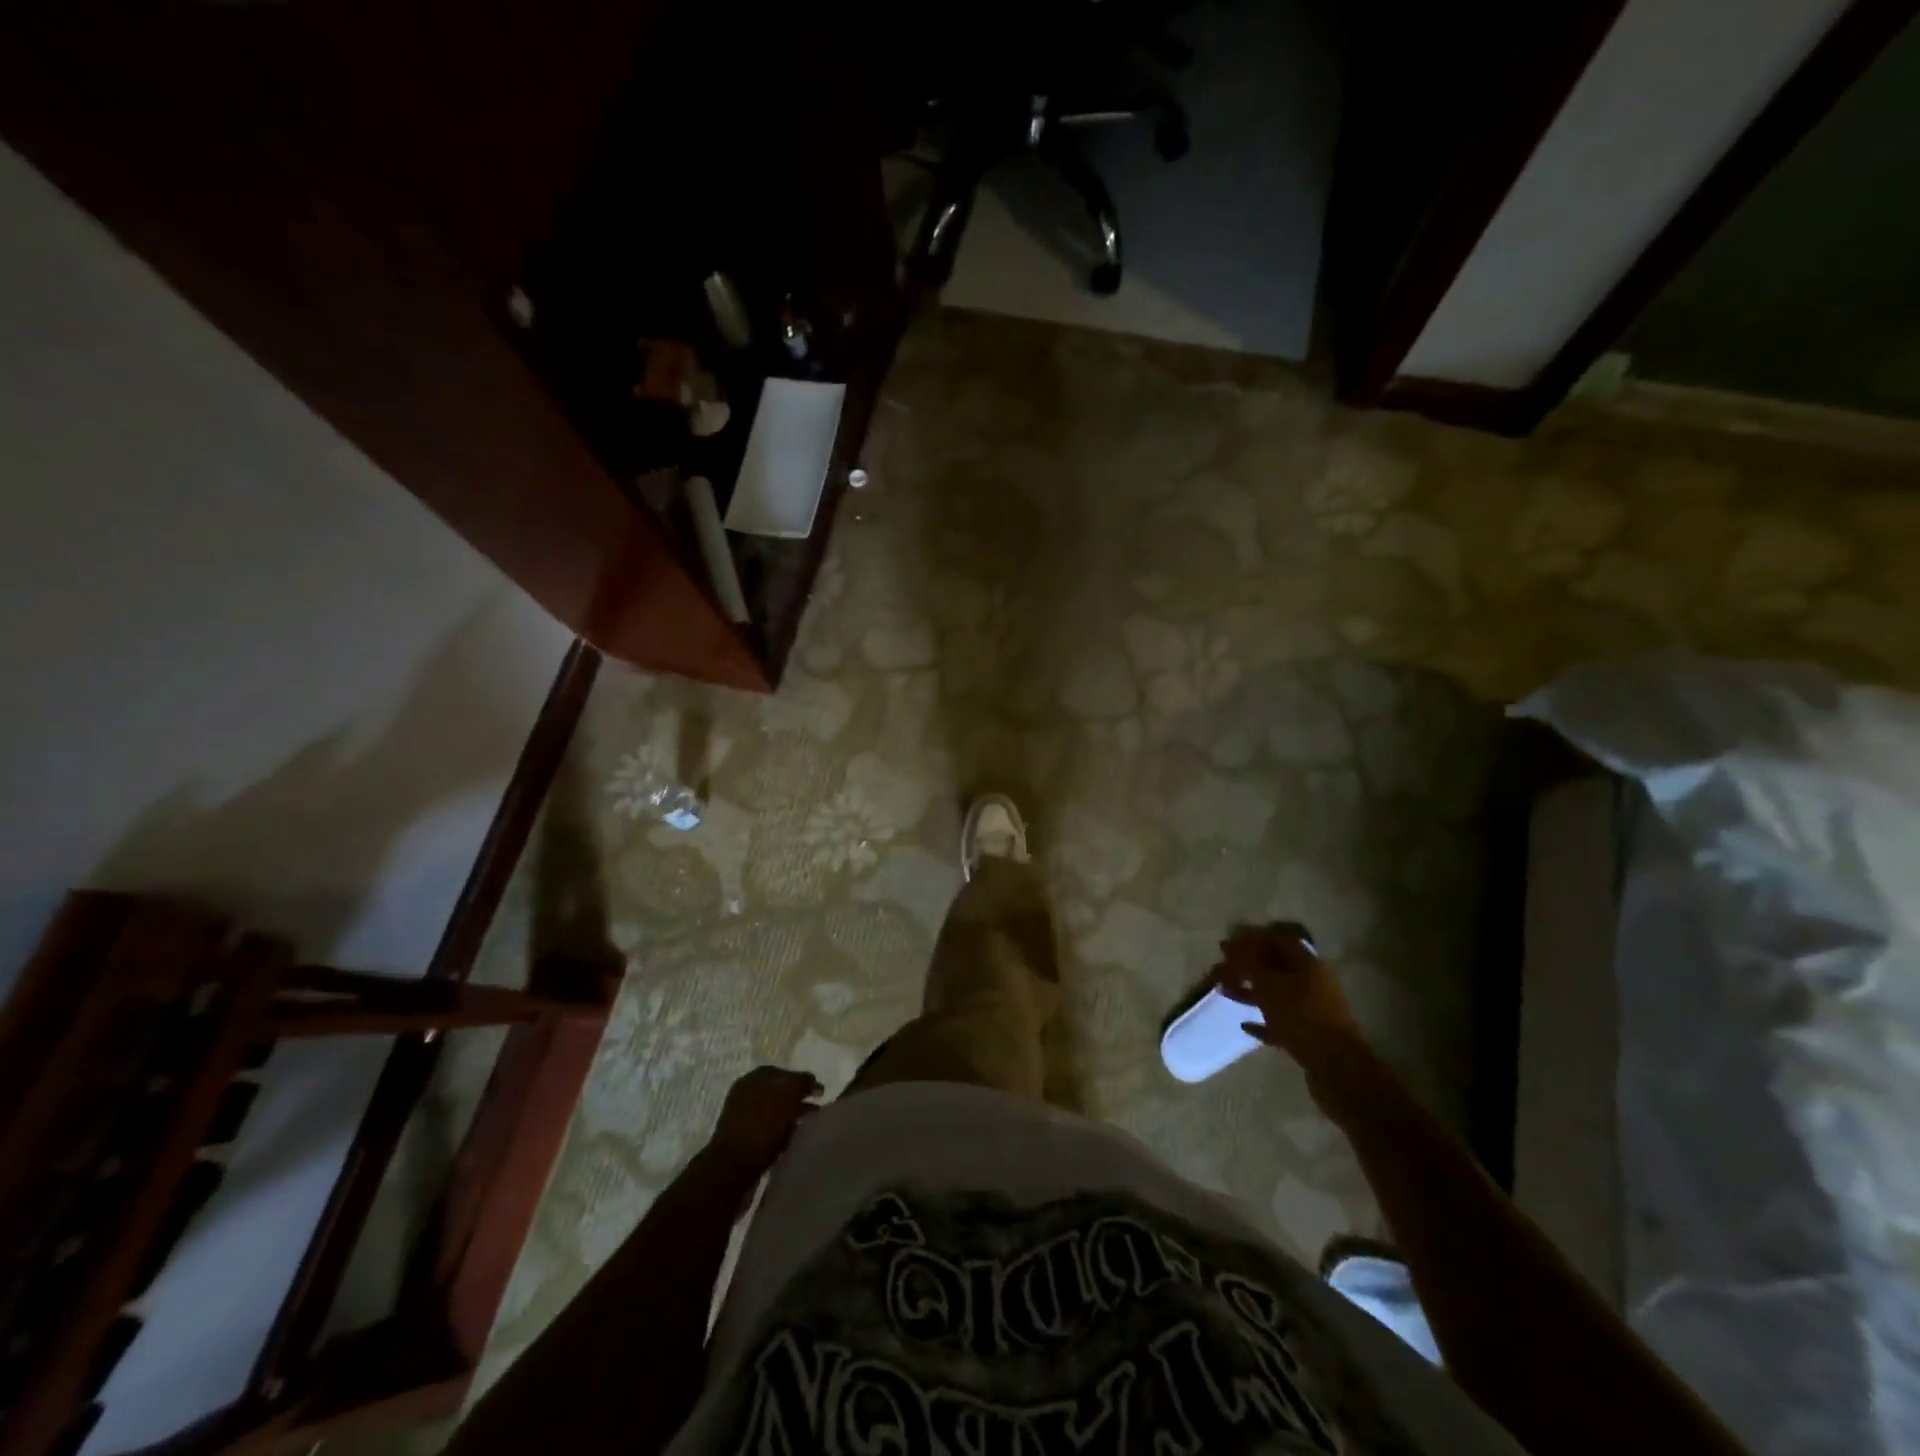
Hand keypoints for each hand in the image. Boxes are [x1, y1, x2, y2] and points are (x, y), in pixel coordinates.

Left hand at [707, 1066, 823, 1175]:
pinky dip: (780, 1134)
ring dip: (790, 1118)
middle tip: (817, 1112)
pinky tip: (790, 1142)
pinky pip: (766, 1131)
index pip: (783, 1072)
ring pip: (773, 1113)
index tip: (820, 1093)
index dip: (803, 1080)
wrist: (731, 1169)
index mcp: (753, 1078)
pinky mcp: (741, 1141)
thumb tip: (812, 1081)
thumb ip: (802, 1082)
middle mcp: (745, 1094)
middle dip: (798, 1100)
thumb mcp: (788, 1095)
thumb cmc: (761, 1126)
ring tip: (807, 1128)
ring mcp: (741, 1118)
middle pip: (778, 1092)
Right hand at [1214, 922, 1363, 1066]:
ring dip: (1250, 991)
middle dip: (1246, 966)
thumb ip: (1247, 963)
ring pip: (1276, 993)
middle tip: (1220, 971)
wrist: (1337, 1067)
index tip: (1226, 947)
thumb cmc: (1300, 1016)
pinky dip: (1263, 1020)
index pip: (1276, 940)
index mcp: (1306, 963)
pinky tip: (1245, 1025)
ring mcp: (1312, 1009)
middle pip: (1274, 967)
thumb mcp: (1268, 985)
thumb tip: (1230, 944)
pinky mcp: (1310, 1035)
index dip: (1250, 939)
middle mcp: (1312, 981)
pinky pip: (1281, 1021)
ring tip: (1224, 993)